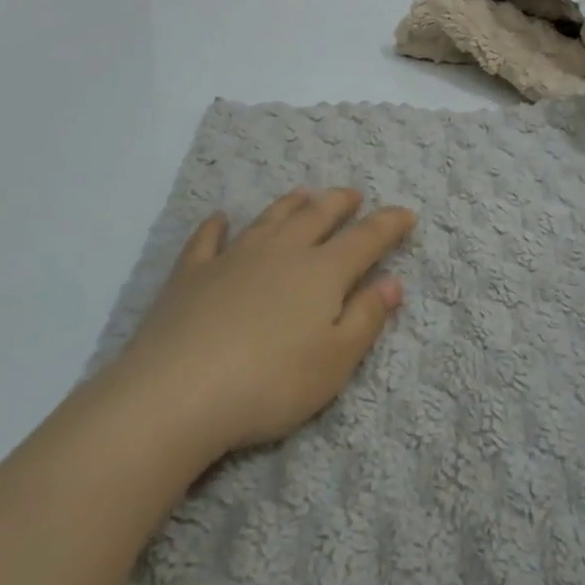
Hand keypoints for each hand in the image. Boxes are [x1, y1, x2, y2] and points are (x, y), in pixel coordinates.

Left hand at [102, 188, 412, 460]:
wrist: (178, 391)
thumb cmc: (270, 382)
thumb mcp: (335, 362)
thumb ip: (366, 317)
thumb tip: (393, 281)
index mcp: (322, 272)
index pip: (365, 239)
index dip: (389, 224)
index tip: (406, 214)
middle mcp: (282, 252)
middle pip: (317, 216)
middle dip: (340, 202)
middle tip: (353, 194)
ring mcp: (234, 257)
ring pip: (270, 218)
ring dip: (291, 204)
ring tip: (304, 194)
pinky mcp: (192, 272)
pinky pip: (208, 239)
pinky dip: (217, 226)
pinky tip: (220, 218)